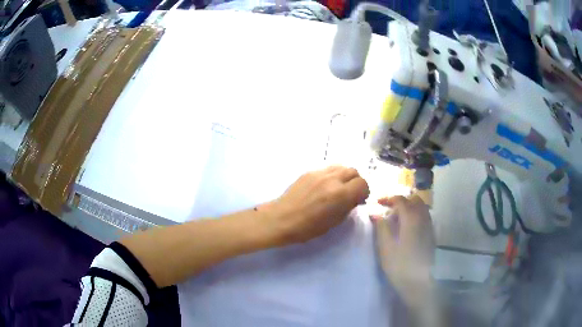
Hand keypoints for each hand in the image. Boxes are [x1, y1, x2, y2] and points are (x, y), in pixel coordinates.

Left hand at [266, 166, 368, 244]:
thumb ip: (348, 206)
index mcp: (341, 194)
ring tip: (339, 187)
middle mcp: (332, 179)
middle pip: (354, 171)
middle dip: (356, 182)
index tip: (359, 200)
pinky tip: (325, 186)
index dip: (364, 192)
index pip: (363, 184)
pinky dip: (333, 175)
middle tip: (351, 193)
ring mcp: (320, 173)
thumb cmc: (308, 227)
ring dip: (345, 176)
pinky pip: (328, 168)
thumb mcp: (334, 222)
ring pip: (341, 166)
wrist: (281, 219)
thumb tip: (354, 198)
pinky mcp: (309, 171)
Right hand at [371, 195, 435, 307]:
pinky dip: (416, 215)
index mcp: (411, 218)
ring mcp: (429, 226)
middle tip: (388, 210)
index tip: (376, 203)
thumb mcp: (385, 246)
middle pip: (414, 199)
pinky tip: (408, 228)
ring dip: (409, 207)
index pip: (400, 199)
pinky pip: (425, 217)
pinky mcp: (431, 235)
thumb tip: (374, 212)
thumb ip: (381, 226)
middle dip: (401, 201)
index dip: (387, 198)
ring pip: (421, 207)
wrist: (418, 282)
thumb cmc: (399, 264)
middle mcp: (423, 217)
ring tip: (398, 219)